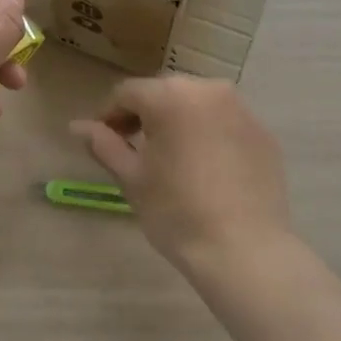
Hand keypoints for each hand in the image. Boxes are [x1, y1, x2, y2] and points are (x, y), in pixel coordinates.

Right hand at [70, 77, 291, 269]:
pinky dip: (208, 133)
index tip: (101, 141)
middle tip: (132, 147)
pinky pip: (224, 122)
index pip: (127, 93)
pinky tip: (204, 167)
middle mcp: (208, 90)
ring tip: (169, 156)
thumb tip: (78, 126)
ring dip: (177, 120)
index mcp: (170, 96)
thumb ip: (104, 144)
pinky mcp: (262, 133)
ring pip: (197, 104)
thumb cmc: (176, 212)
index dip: (108, 115)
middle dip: (144, 114)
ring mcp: (241, 109)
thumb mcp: (132, 178)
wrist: (244, 250)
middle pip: (164, 92)